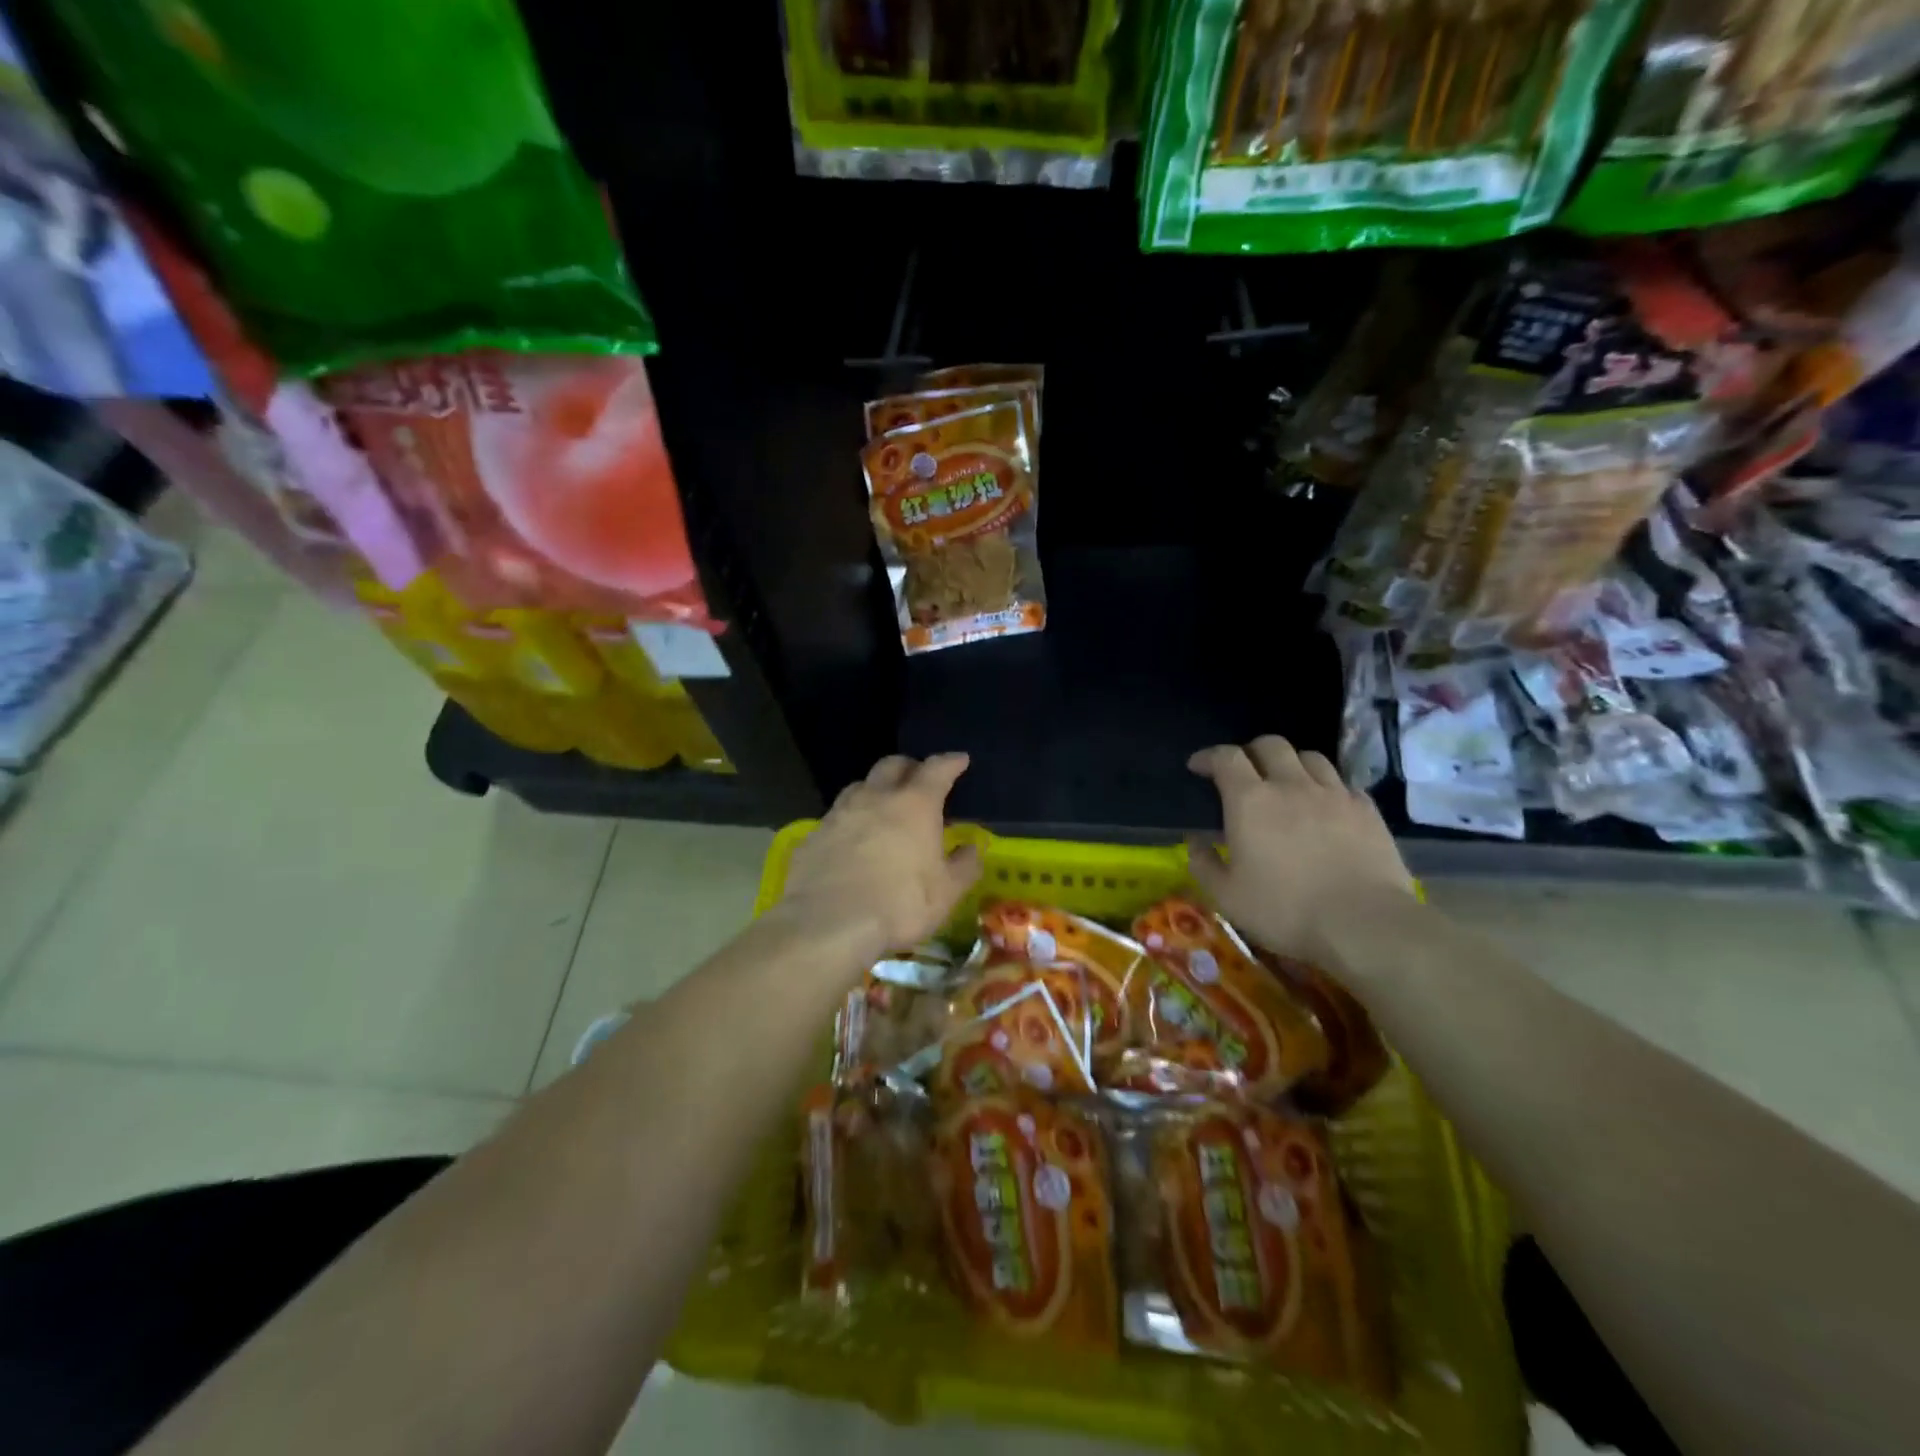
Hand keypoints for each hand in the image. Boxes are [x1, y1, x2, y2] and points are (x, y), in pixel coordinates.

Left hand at [771, 753, 982, 962]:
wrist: (828, 924)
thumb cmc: (900, 905)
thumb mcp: (947, 893)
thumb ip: (964, 866)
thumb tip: (972, 848)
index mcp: (915, 805)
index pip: (937, 769)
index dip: (951, 762)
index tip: (960, 760)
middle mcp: (876, 798)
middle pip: (892, 765)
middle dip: (909, 767)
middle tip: (918, 778)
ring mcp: (839, 814)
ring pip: (860, 786)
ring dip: (875, 789)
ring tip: (883, 806)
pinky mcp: (812, 835)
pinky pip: (836, 817)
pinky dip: (850, 820)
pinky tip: (852, 839)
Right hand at [1187, 736, 1413, 967]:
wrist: (1363, 924)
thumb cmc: (1285, 910)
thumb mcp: (1227, 897)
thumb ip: (1204, 864)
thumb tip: (1195, 841)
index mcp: (1250, 801)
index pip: (1226, 757)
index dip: (1209, 756)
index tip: (1198, 767)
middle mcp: (1291, 785)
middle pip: (1270, 745)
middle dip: (1250, 752)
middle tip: (1243, 772)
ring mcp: (1334, 794)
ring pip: (1309, 757)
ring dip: (1291, 763)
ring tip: (1286, 783)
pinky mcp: (1367, 810)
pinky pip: (1343, 783)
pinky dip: (1327, 786)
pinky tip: (1325, 806)